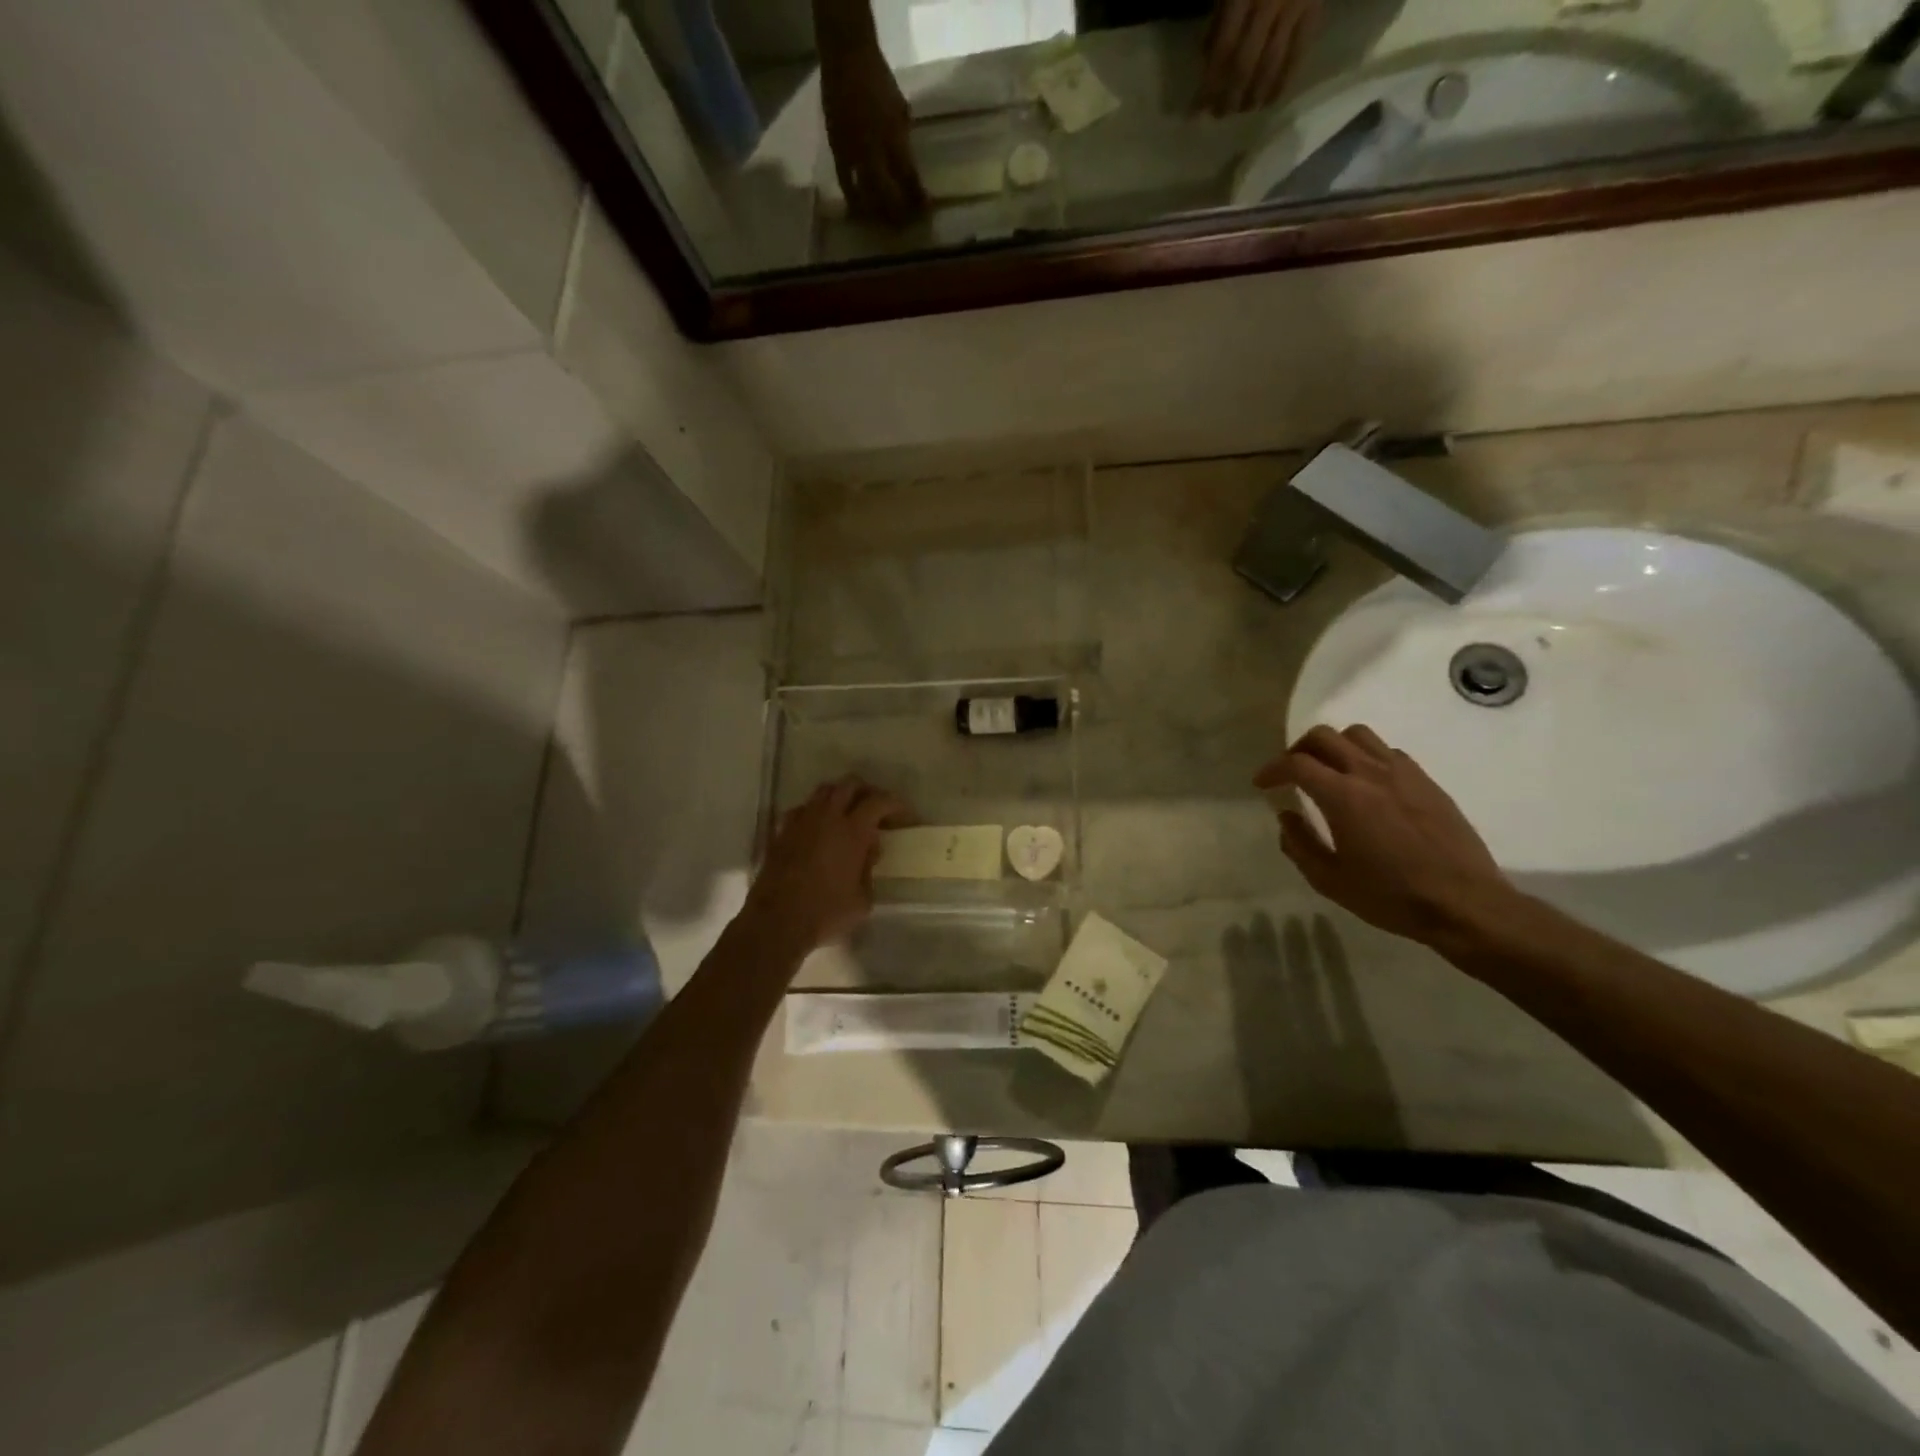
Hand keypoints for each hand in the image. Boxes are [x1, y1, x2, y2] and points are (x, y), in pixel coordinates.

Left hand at [744, 776, 903, 954]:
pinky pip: (802, 809)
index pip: (879, 801)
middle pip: (850, 784)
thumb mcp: (862, 900)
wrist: (776, 922)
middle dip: (867, 791)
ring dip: (840, 796)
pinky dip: (815, 812)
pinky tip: (818, 829)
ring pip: (823, 791)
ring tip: (848, 815)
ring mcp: (801, 822)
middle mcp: (827, 817)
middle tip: (876, 809)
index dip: (895, 804)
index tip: (905, 815)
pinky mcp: (781, 832)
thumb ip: (868, 870)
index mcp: (853, 831)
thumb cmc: (826, 913)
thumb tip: (868, 852)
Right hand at [820, 38, 926, 224]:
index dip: (919, 198)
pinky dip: (853, 199)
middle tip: (904, 225)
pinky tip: (858, 210)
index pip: (910, 178)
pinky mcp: (837, 151)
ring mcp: (854, 153)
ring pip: (867, 195)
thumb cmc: (878, 79)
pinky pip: (846, 183)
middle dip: (898, 213)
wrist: (846, 58)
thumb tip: (906, 164)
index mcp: (894, 139)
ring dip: (876, 212)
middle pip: (889, 195)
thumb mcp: (900, 109)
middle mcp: (874, 152)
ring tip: (883, 223)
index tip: (926, 211)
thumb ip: (903, 140)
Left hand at [1197, 0, 1321, 114]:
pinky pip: (1298, 54)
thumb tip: (1207, 60)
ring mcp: (1294, 7)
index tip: (1197, 111)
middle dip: (1229, 97)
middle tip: (1219, 115)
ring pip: (1270, 66)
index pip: (1222, 52)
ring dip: (1253, 96)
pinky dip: (1282, 82)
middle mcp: (1269, 3)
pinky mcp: (1313, 9)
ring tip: (1242, 110)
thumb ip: (1219, 16)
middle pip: (1244, 66)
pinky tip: (1269, 100)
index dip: (1209, 86)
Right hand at [1254, 724, 1514, 945]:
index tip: (1262, 784)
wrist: (1465, 904)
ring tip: (1329, 770)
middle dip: (1298, 749)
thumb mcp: (1330, 881)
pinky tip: (1367, 784)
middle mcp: (1370, 773)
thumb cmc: (1391, 897)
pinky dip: (1366, 757)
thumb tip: (1286, 817)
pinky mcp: (1426, 782)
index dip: (1272, 769)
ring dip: (1334, 746)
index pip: (1296, 764)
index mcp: (1343, 797)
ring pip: (1358, 735)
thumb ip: (1299, 845)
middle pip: (1324, 736)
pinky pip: (1388, 752)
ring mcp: (1403, 773)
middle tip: (1291, 772)